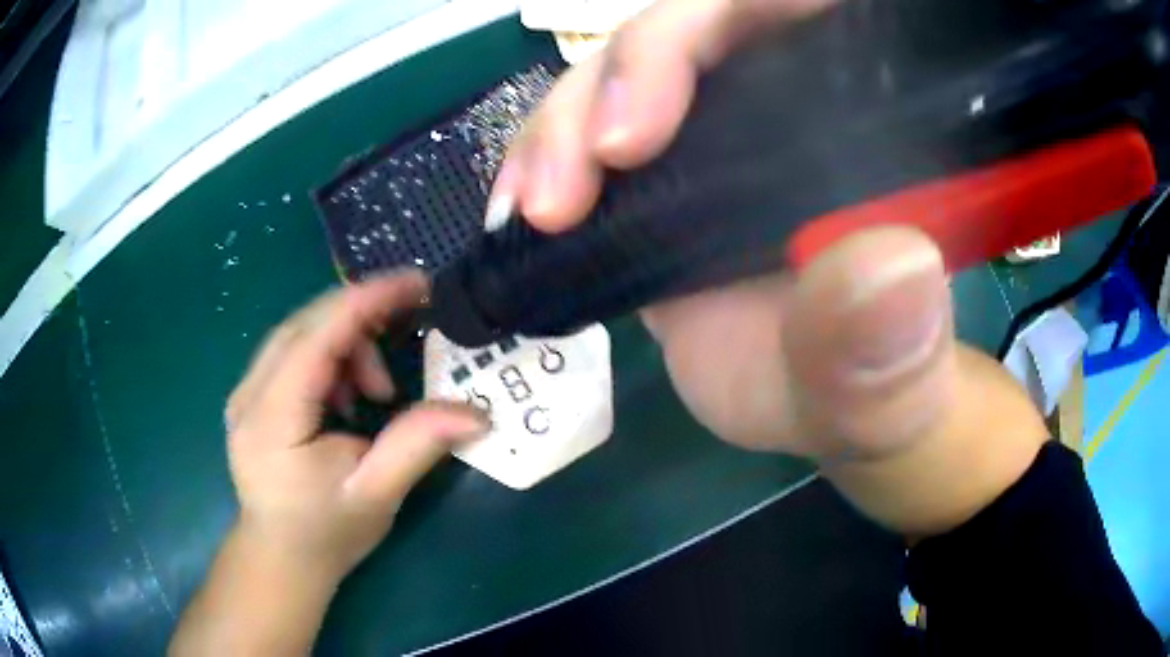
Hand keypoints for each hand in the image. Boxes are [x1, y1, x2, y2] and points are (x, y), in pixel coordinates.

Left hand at [224, 271, 487, 579]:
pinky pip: (292, 352)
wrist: (281, 557)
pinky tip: (347, 396)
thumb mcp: (376, 494)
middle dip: (361, 319)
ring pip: (298, 333)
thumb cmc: (326, 533)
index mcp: (272, 418)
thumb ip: (418, 445)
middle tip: (409, 329)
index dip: (367, 301)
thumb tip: (477, 412)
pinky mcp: (252, 397)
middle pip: (305, 324)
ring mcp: (245, 392)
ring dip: (345, 342)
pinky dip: (328, 357)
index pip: (317, 337)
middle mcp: (249, 393)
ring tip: (376, 390)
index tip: (417, 282)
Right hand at [493, 0, 1048, 536]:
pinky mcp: (664, 173)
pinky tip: (520, 211)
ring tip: (534, 208)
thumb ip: (894, 352)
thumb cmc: (871, 399)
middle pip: (691, 31)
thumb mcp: (887, 394)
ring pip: (623, 75)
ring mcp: (718, 132)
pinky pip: (589, 133)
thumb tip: (896, 274)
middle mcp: (791, 104)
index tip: (648, 121)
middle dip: (620, 78)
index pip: (792, 16)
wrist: (824, 410)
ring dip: (562, 125)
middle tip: (579, 174)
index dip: (715, 25)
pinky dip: (544, 160)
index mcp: (867, 123)